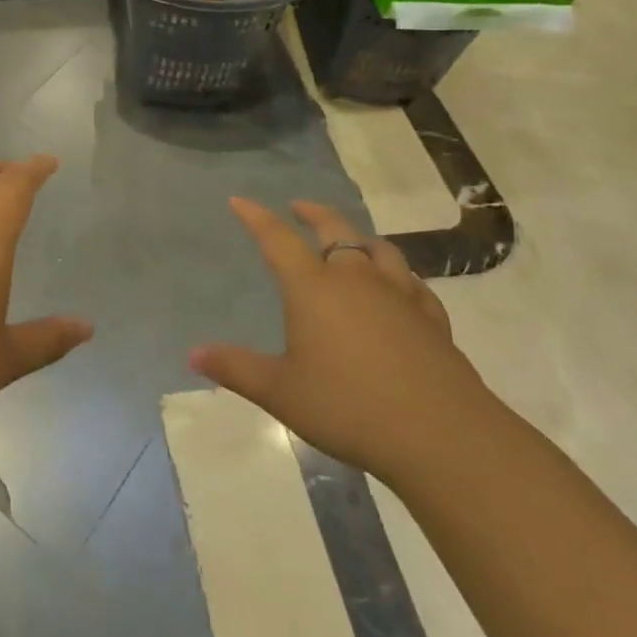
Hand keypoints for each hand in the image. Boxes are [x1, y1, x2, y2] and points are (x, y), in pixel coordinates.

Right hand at [189, 199, 492, 483]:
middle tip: (299, 207)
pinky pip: (414, 284)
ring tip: (351, 240)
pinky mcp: (433, 320)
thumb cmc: (349, 407)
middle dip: (313, 213)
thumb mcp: (281, 392)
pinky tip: (402, 287)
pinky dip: (400, 275)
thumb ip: (236, 369)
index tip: (239, 201)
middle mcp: (356, 279)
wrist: (442, 435)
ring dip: (359, 238)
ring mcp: (400, 295)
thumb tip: (193, 354)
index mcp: (314, 287)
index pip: (277, 239)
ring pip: (379, 249)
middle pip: (335, 230)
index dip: (256, 217)